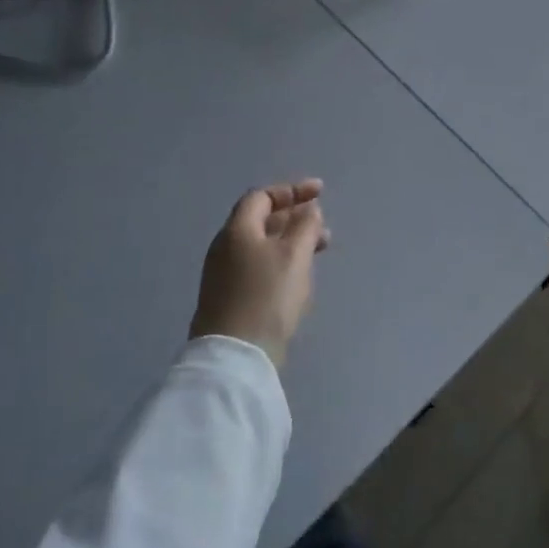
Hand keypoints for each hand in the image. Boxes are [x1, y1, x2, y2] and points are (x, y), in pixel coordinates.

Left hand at [191, 180, 330, 366]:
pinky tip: (299, 278)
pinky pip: (259, 268)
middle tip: (323, 226)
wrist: (236, 356)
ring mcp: (225, 275)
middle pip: (262, 221)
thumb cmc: (267, 295)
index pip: (262, 197)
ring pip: (263, 246)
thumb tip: (309, 211)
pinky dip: (282, 262)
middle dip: (295, 218)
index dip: (292, 191)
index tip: (320, 193)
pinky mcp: (230, 299)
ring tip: (320, 251)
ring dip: (292, 242)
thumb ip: (305, 226)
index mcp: (237, 230)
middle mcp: (226, 247)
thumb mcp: (295, 255)